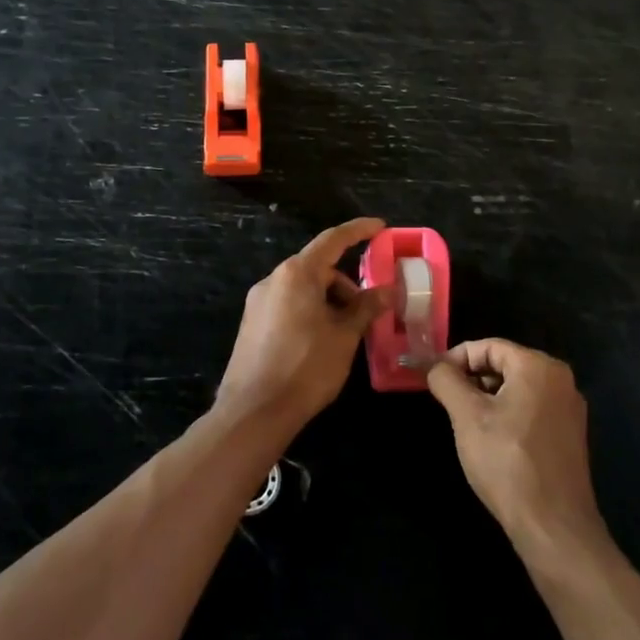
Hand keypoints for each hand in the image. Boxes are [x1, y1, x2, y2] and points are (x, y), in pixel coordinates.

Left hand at [217, 217, 389, 432]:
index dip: (358, 230)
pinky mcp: (252, 324)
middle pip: (318, 268)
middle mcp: (274, 279)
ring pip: (303, 289)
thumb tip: (387, 291)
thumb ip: (366, 308)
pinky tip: (323, 341)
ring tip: (347, 333)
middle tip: (369, 310)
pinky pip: (289, 305)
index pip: (333, 239)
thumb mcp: (344, 337)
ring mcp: (258, 302)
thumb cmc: (306, 368)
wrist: (254, 412)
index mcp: (297, 273)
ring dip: (329, 301)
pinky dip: (311, 312)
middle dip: (346, 284)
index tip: (380, 227)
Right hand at [426, 339, 606, 555]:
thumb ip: (446, 381)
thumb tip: (434, 366)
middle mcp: (560, 379)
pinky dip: (508, 414)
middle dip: (473, 379)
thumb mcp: (467, 417)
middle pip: (505, 364)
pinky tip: (493, 441)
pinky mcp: (570, 434)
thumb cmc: (507, 462)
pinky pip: (532, 409)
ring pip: (518, 388)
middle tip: (448, 404)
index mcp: (539, 366)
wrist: (553, 526)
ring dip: (489, 399)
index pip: (489, 346)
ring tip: (467, 424)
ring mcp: (569, 408)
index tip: (434, 380)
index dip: (456, 358)